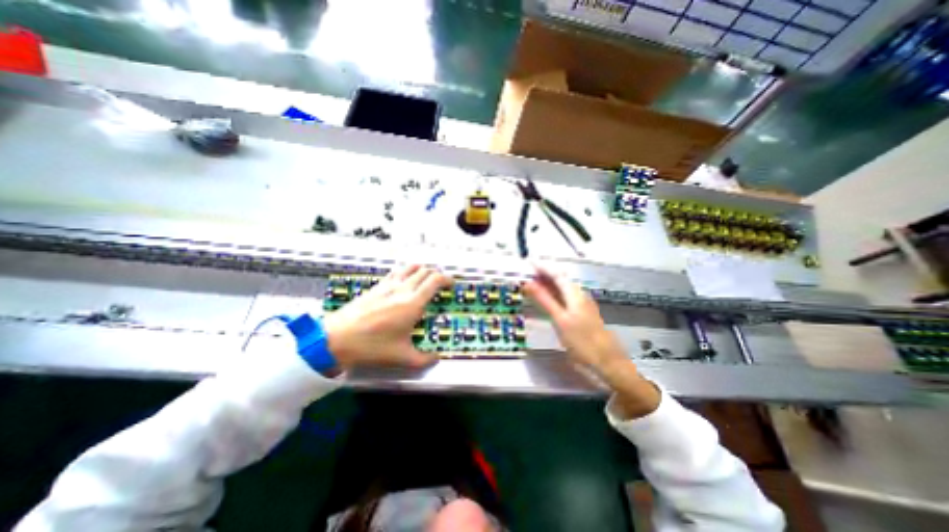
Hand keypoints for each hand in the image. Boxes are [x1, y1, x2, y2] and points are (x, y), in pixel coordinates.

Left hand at [324, 264, 452, 367]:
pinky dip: (406, 272)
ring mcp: (388, 285)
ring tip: (426, 278)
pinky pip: (396, 272)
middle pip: (424, 271)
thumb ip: (424, 359)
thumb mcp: (401, 357)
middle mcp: (402, 289)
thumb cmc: (372, 347)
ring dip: (422, 270)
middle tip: (441, 283)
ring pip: (410, 267)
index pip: (435, 280)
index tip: (452, 284)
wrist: (336, 339)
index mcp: (413, 303)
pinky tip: (404, 281)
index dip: (447, 279)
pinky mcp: (376, 286)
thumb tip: (437, 358)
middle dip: (436, 274)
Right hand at [518, 265, 623, 370]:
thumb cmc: (582, 341)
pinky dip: (554, 293)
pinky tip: (549, 299)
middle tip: (528, 273)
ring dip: (549, 283)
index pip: (556, 274)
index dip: (542, 267)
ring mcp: (582, 303)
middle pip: (560, 279)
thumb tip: (529, 283)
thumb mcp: (560, 320)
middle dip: (544, 274)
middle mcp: (579, 294)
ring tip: (534, 284)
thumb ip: (544, 300)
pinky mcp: (582, 312)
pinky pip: (565, 296)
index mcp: (574, 294)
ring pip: (563, 287)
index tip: (528, 262)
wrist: (607, 361)